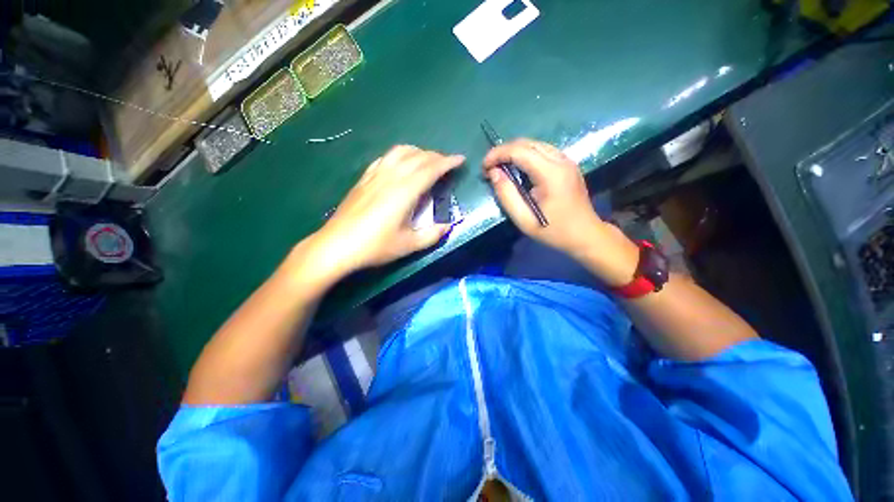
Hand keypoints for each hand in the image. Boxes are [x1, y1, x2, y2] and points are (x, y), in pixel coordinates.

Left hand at [308, 145, 463, 277]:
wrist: (337, 246)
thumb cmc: (375, 246)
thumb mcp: (408, 245)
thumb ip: (432, 235)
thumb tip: (448, 226)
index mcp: (404, 191)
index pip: (431, 168)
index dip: (447, 162)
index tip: (460, 159)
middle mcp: (391, 177)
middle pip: (417, 157)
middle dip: (436, 156)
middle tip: (447, 163)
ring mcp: (375, 175)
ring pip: (400, 152)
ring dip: (418, 152)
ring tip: (427, 160)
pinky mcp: (364, 179)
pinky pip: (385, 158)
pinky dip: (399, 155)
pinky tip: (401, 164)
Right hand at [483, 138, 638, 285]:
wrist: (585, 235)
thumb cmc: (554, 231)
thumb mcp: (524, 219)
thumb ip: (506, 195)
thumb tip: (494, 173)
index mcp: (551, 174)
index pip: (519, 151)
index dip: (497, 155)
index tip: (484, 168)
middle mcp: (561, 160)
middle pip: (526, 143)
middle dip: (503, 151)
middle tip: (490, 169)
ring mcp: (566, 160)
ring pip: (534, 144)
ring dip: (514, 152)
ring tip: (501, 168)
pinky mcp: (567, 164)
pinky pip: (542, 151)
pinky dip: (525, 155)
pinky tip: (518, 169)